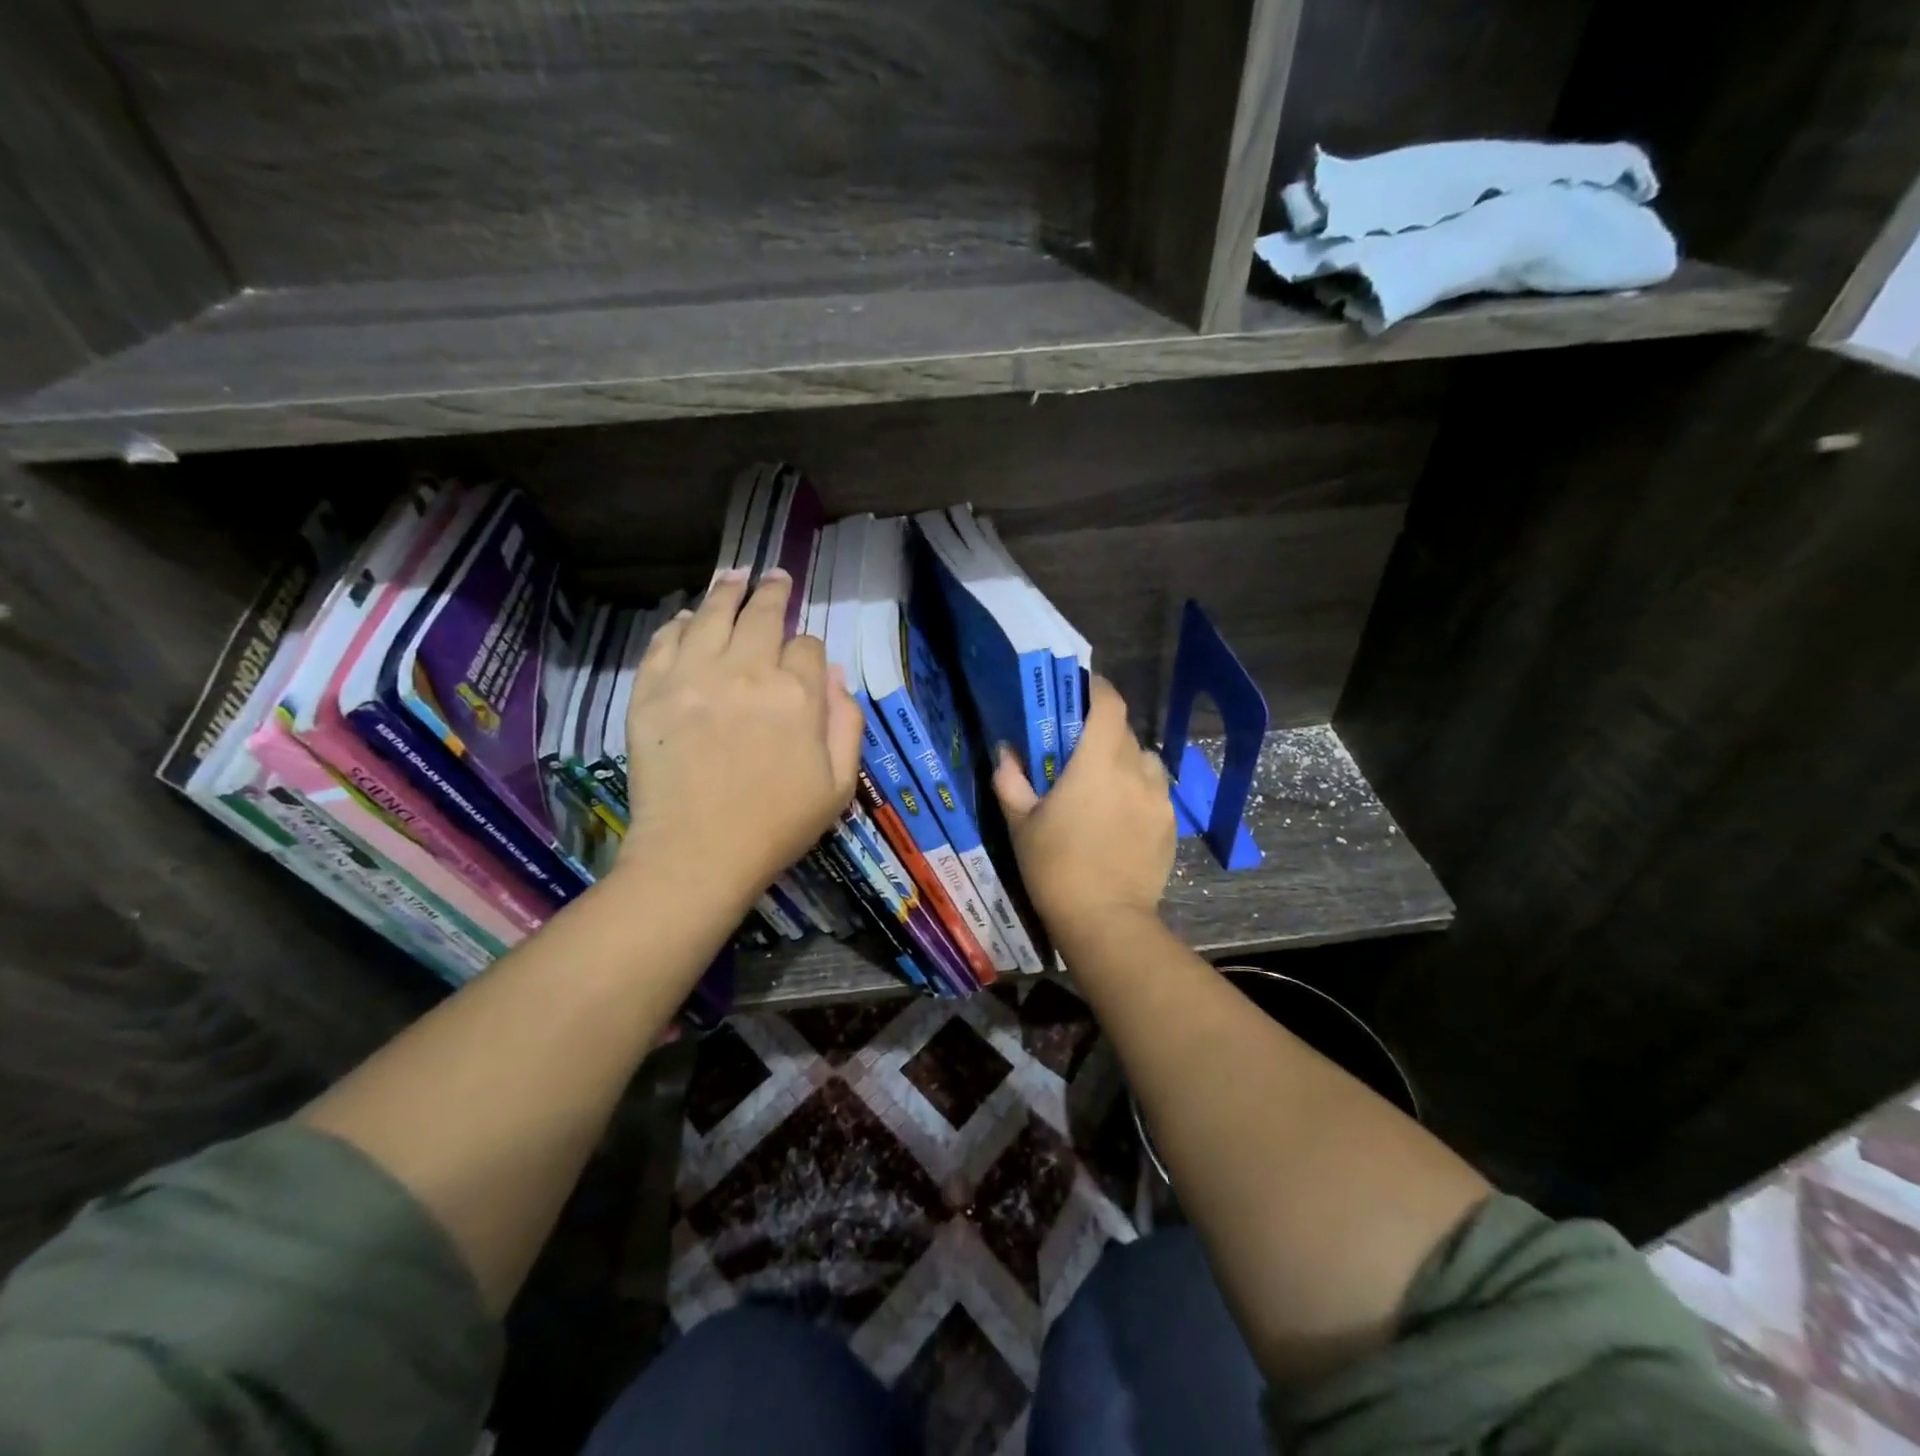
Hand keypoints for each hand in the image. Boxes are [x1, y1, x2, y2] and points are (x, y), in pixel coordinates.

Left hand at [619, 568, 862, 913]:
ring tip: (734, 575)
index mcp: (798, 695)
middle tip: (774, 576)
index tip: (804, 657)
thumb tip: (836, 675)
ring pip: (712, 615)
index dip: (808, 648)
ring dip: (726, 591)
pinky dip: (678, 624)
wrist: (697, 855)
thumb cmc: (777, 826)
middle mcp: (747, 671)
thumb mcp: (838, 785)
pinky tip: (687, 616)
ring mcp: (693, 677)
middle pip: (762, 615)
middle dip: (773, 592)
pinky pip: (665, 642)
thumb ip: (846, 724)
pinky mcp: (651, 692)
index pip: (807, 646)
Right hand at [992, 676, 1175, 943]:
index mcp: (1097, 762)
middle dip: (1102, 731)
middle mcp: (1134, 770)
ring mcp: (1158, 797)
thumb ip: (1011, 781)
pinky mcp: (1170, 823)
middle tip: (1078, 748)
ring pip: (1144, 760)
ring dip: (1124, 760)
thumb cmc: (1055, 867)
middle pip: (1124, 731)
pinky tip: (1121, 816)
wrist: (1104, 920)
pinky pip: (1155, 791)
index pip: (1109, 704)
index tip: (1079, 692)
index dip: (1096, 690)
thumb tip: (1007, 753)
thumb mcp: (1020, 823)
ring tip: (1105, 783)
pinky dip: (1138, 790)